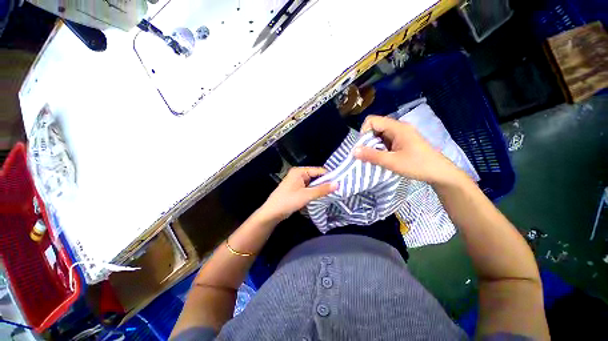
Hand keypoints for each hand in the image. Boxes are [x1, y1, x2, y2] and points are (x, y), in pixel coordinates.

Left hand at [260, 167, 336, 221]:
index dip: (329, 176)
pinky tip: (321, 197)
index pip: (318, 170)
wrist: (272, 213)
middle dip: (325, 183)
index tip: (340, 182)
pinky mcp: (296, 189)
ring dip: (320, 188)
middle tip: (338, 189)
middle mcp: (298, 174)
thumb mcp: (306, 195)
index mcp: (299, 171)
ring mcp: (297, 182)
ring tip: (332, 193)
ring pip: (312, 183)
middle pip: (315, 177)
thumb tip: (337, 184)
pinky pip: (308, 188)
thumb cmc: (288, 201)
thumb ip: (322, 190)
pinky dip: (314, 192)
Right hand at [353, 115, 459, 184]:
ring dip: (373, 145)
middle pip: (375, 127)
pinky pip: (385, 140)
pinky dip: (379, 148)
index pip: (372, 120)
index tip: (363, 147)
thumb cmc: (417, 166)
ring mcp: (400, 134)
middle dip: (367, 140)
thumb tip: (353, 150)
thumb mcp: (392, 162)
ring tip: (374, 158)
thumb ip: (371, 155)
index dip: (364, 132)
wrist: (440, 173)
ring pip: (379, 134)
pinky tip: (382, 157)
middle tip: (367, 155)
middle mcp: (398, 127)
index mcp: (397, 127)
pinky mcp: (402, 141)